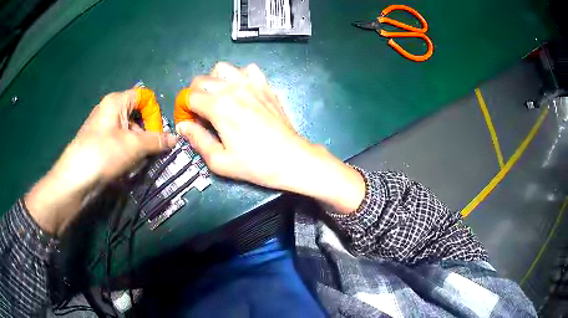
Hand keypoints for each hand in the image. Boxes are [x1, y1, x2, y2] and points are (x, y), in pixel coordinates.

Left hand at [25, 89, 176, 235]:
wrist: (76, 179)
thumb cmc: (104, 153)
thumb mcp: (134, 145)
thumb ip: (157, 140)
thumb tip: (175, 139)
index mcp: (116, 101)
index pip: (143, 97)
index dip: (153, 112)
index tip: (157, 132)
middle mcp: (108, 110)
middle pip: (136, 115)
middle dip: (146, 132)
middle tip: (152, 150)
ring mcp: (102, 128)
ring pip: (128, 131)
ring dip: (138, 145)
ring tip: (139, 161)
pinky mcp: (99, 144)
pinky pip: (119, 143)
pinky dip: (127, 152)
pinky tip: (127, 166)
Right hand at [176, 63, 364, 213]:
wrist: (291, 159)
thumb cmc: (254, 164)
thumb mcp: (220, 160)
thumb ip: (197, 140)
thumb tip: (183, 126)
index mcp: (219, 106)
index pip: (189, 96)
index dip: (183, 108)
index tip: (188, 121)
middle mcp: (233, 88)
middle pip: (202, 79)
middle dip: (194, 94)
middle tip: (200, 112)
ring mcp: (252, 84)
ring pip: (223, 68)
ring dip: (214, 81)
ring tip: (218, 98)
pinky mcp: (266, 85)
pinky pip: (248, 70)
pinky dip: (239, 76)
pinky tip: (241, 91)